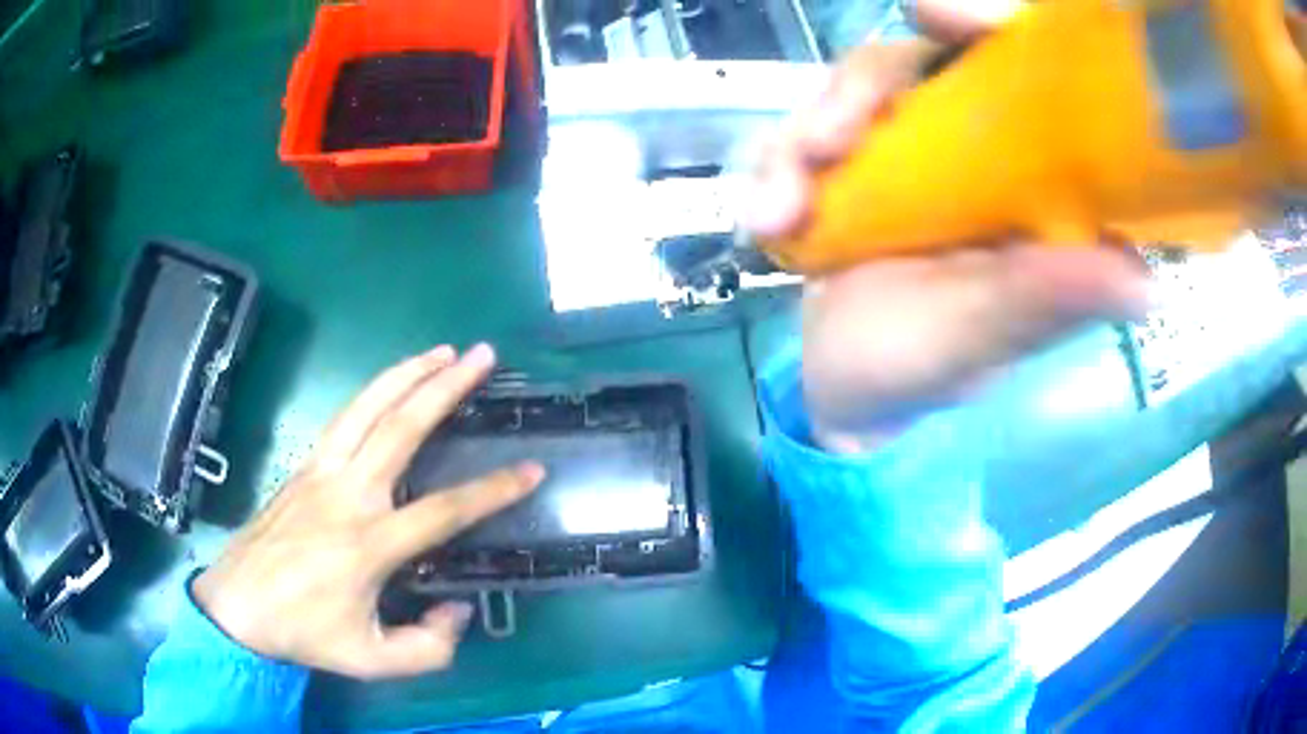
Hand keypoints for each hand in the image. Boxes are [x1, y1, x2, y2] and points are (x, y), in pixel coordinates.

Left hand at [193, 344, 543, 678]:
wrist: (237, 606)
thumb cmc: (304, 632)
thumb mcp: (372, 661)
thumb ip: (428, 648)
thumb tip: (458, 610)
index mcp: (368, 545)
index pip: (443, 510)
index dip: (493, 490)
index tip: (531, 469)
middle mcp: (346, 495)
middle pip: (401, 428)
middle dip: (446, 387)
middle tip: (481, 356)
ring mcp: (320, 473)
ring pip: (367, 408)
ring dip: (407, 374)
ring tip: (442, 351)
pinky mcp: (303, 467)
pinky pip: (343, 417)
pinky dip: (373, 391)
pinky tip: (389, 384)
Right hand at [746, 43, 1150, 452]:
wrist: (842, 393)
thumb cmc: (921, 374)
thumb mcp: (978, 341)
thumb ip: (1042, 303)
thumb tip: (1142, 283)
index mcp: (1029, 184)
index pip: (1025, 78)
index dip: (989, 29)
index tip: (938, 15)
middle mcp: (974, 152)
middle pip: (918, 65)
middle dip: (860, 90)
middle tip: (822, 143)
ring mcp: (905, 153)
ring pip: (852, 92)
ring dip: (802, 139)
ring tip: (779, 213)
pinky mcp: (848, 164)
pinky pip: (801, 131)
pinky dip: (771, 166)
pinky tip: (763, 219)